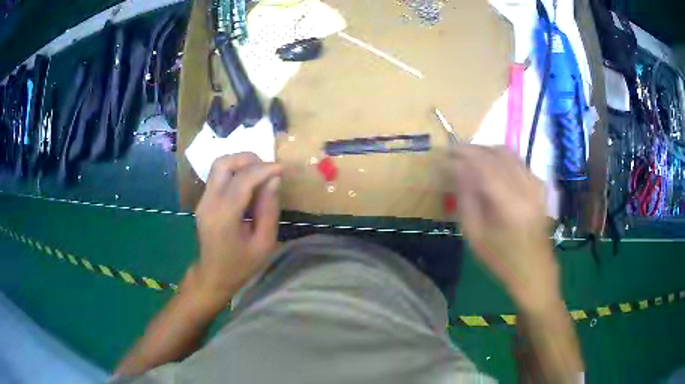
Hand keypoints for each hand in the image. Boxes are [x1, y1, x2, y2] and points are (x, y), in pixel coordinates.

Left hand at [189, 153, 282, 307]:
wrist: (212, 276)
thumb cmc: (241, 265)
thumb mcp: (264, 243)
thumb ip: (269, 210)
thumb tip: (274, 180)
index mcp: (224, 217)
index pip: (242, 180)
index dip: (264, 169)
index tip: (282, 168)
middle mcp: (208, 203)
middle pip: (223, 163)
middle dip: (249, 159)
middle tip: (269, 169)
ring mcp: (202, 200)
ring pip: (219, 165)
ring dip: (241, 163)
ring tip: (260, 174)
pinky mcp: (203, 200)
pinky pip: (218, 175)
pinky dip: (235, 171)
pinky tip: (249, 184)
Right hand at [443, 145, 558, 312]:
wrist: (534, 272)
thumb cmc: (502, 261)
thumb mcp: (475, 237)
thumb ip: (466, 199)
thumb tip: (458, 169)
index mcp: (510, 205)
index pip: (484, 165)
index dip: (463, 154)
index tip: (446, 152)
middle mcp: (527, 188)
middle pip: (498, 153)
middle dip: (474, 149)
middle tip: (455, 153)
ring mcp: (536, 186)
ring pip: (510, 153)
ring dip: (488, 150)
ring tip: (470, 158)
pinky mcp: (540, 187)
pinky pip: (519, 161)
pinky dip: (502, 158)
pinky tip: (492, 167)